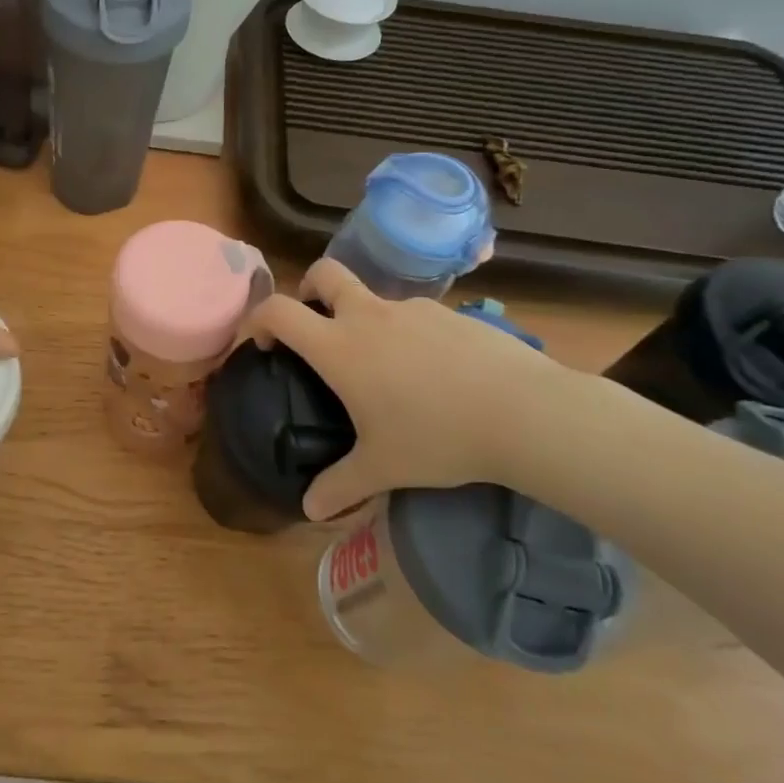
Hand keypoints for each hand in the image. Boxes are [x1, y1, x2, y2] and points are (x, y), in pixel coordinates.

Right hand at [240, 259, 577, 519]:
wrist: (525, 413)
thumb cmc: (438, 438)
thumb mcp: (384, 468)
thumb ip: (340, 486)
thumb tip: (309, 509)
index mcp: (339, 347)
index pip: (278, 310)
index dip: (258, 319)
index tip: (260, 343)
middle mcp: (368, 316)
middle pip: (323, 273)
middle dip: (308, 289)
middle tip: (315, 324)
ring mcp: (412, 309)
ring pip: (373, 296)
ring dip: (363, 317)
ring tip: (385, 368)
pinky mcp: (451, 313)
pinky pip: (414, 315)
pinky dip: (407, 333)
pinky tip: (433, 373)